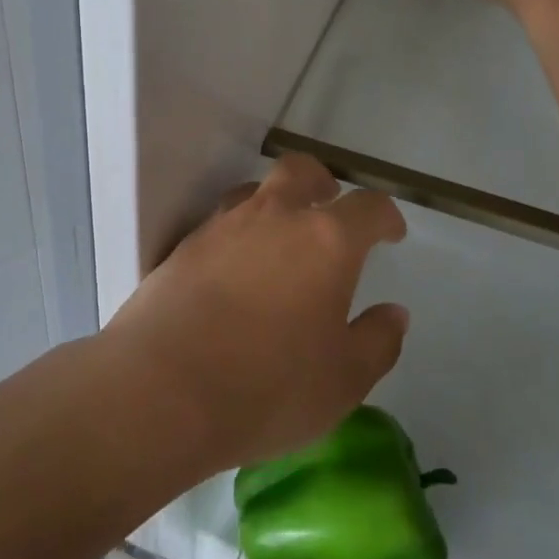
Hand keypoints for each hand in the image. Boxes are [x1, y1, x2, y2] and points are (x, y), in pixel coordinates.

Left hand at [100, 153, 409, 475]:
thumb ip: (377, 341)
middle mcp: (274, 216)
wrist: (163, 388)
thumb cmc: (268, 387)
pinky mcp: (185, 244)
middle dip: (321, 182)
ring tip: (281, 238)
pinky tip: (237, 269)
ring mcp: (223, 225)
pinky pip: (221, 221)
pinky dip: (238, 232)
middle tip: (329, 204)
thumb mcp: (343, 380)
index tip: (390, 233)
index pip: (367, 207)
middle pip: (301, 171)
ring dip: (275, 203)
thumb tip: (394, 313)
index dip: (385, 216)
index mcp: (325, 240)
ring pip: (255, 191)